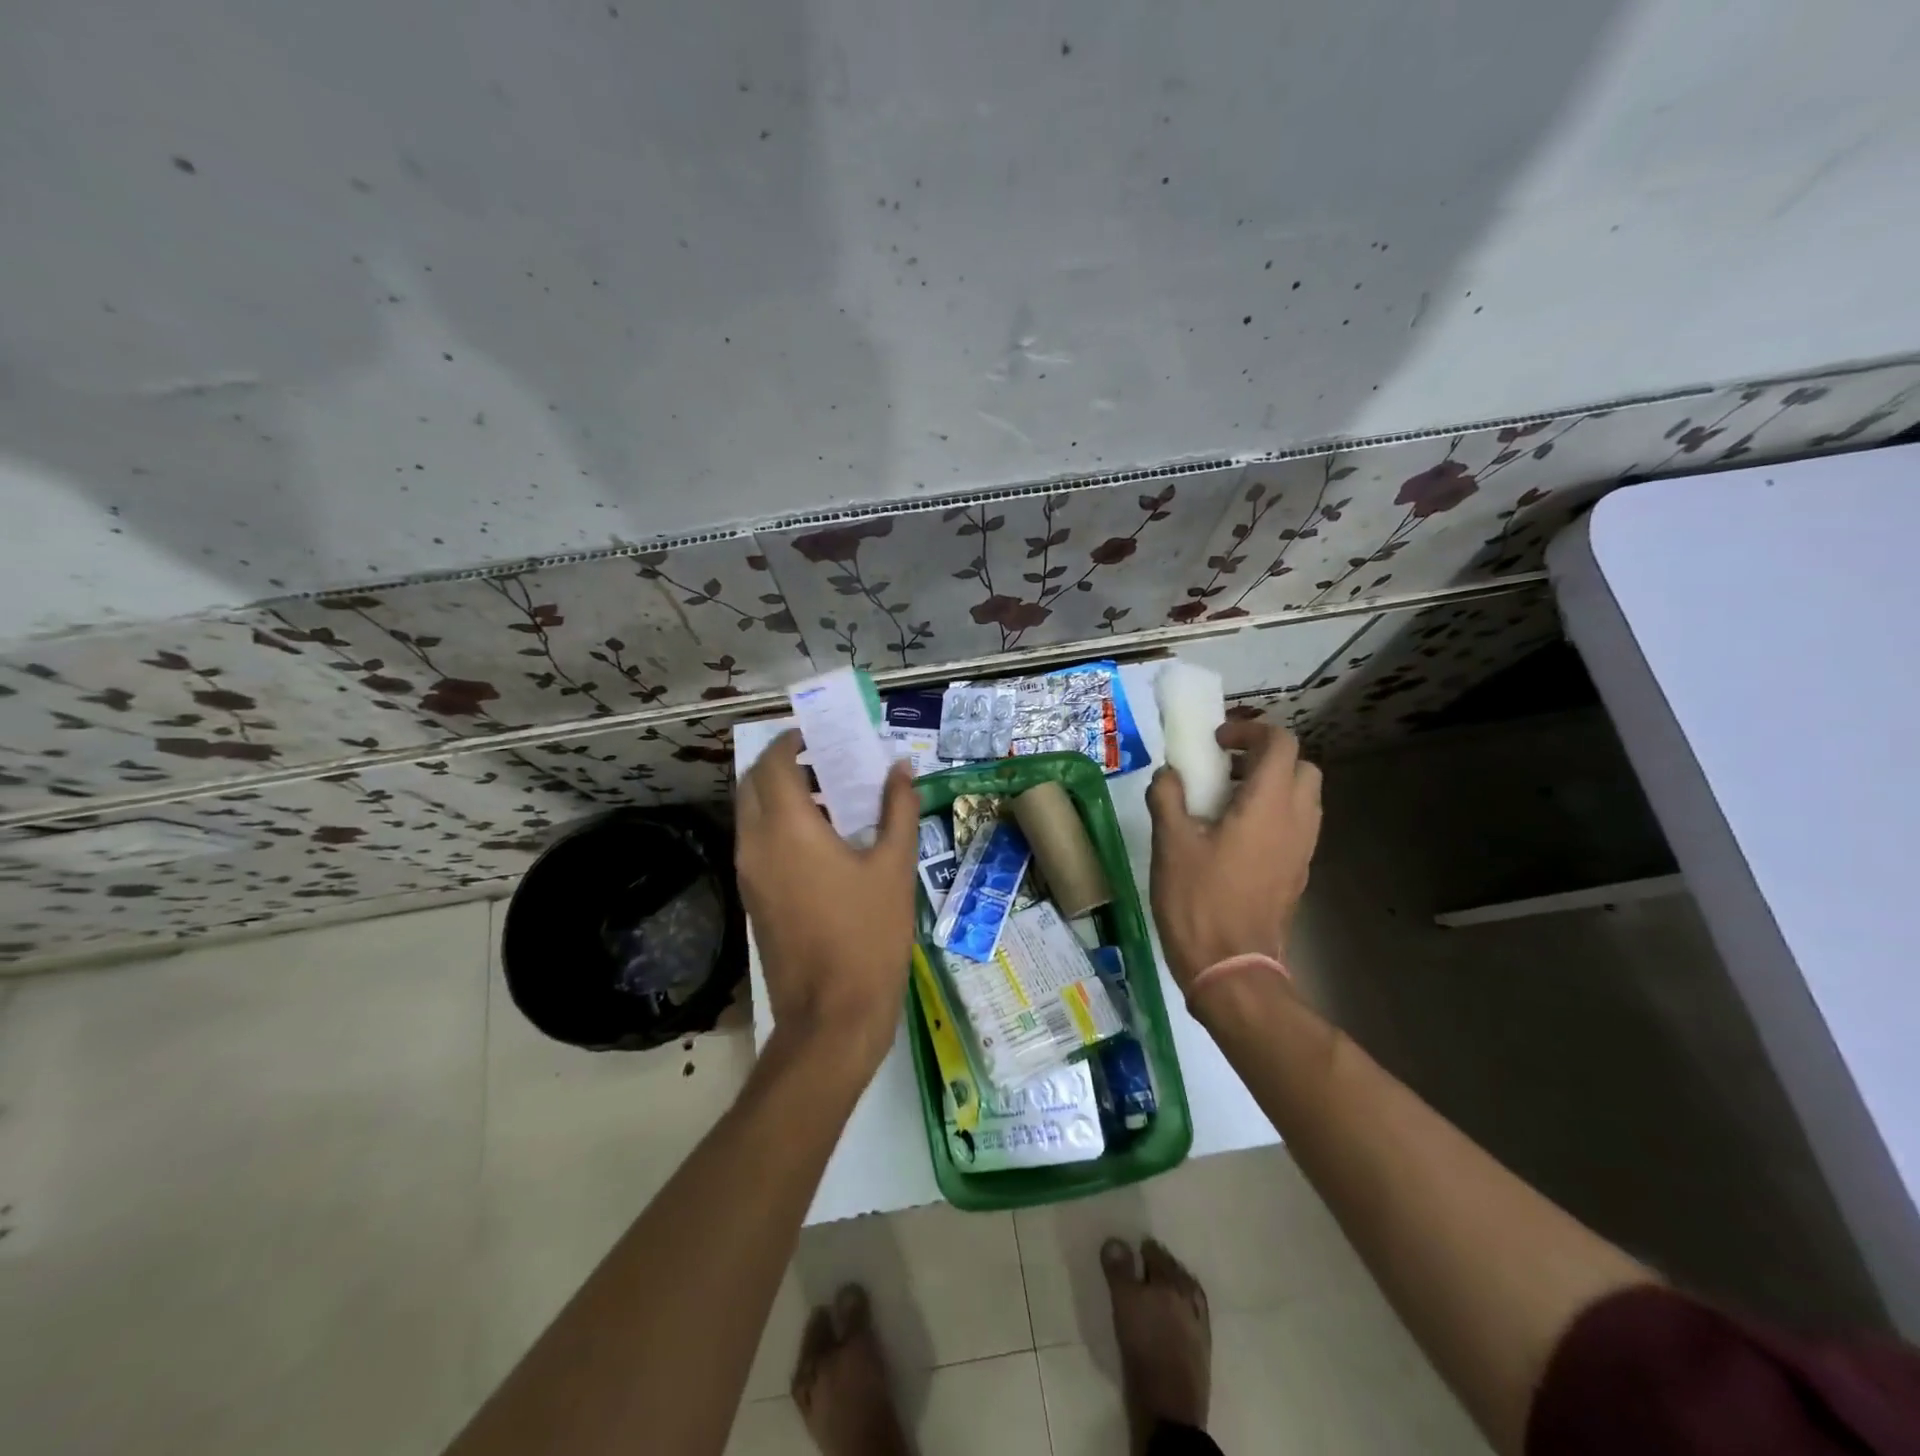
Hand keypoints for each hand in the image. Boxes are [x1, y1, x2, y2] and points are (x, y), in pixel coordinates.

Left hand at [735, 730, 920, 1072]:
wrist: (832, 1015)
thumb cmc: (869, 934)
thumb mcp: (895, 867)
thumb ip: (898, 810)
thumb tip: (900, 769)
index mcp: (788, 828)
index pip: (773, 764)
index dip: (790, 741)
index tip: (817, 734)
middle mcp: (756, 844)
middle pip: (753, 784)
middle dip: (781, 764)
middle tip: (824, 761)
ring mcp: (748, 875)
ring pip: (751, 815)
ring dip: (779, 795)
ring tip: (828, 796)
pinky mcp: (752, 899)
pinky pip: (757, 844)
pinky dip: (778, 825)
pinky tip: (821, 840)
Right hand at [1146, 718, 1321, 994]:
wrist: (1231, 968)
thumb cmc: (1199, 900)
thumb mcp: (1170, 843)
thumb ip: (1168, 798)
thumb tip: (1168, 775)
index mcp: (1268, 805)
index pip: (1280, 743)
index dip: (1250, 730)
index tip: (1217, 741)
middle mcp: (1296, 820)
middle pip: (1301, 766)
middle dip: (1266, 756)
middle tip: (1226, 766)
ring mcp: (1303, 849)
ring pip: (1303, 796)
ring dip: (1272, 785)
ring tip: (1227, 799)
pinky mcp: (1298, 872)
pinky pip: (1297, 825)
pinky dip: (1274, 813)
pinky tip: (1234, 835)